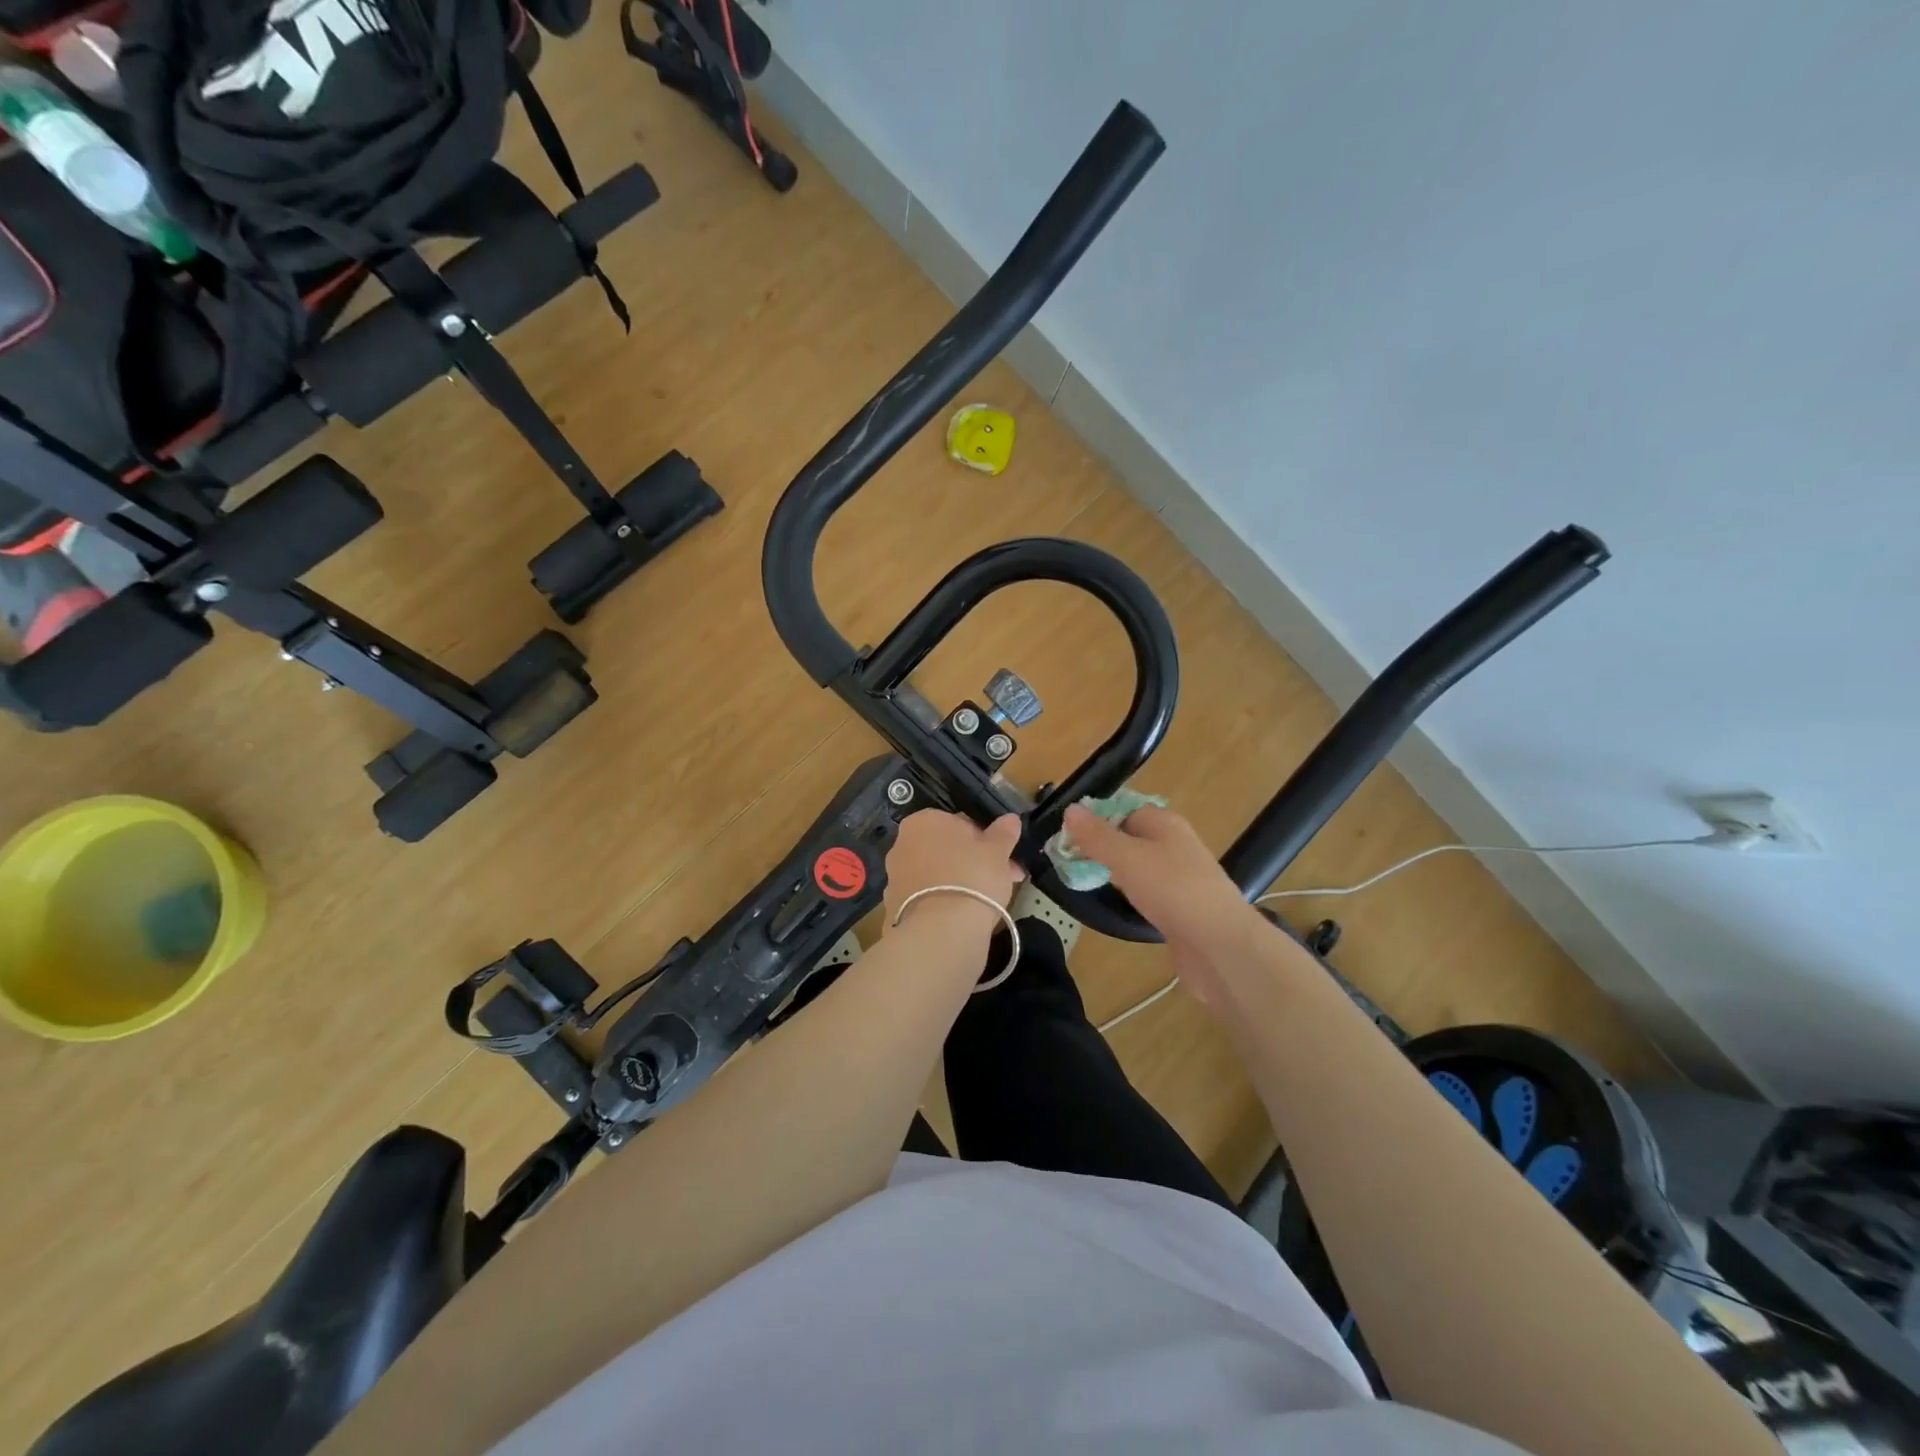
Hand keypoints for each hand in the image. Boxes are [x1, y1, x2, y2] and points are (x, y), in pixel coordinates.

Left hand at [883, 810, 1024, 932]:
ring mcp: (895, 876)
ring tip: (990, 901)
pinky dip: (945, 902)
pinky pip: (928, 897)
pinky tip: (964, 916)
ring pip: (938, 873)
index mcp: (924, 821)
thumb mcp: (997, 851)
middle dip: (976, 862)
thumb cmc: (972, 877)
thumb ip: (1003, 833)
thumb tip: (1010, 819)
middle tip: (1005, 879)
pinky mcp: (894, 906)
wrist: (941, 930)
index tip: (1004, 856)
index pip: (959, 823)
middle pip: (947, 849)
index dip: (986, 839)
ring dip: (961, 881)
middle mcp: (902, 844)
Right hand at [1060, 804, 1258, 960]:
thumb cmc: (1172, 890)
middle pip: (1131, 838)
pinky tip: (1117, 906)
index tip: (1068, 838)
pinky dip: (1131, 897)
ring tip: (1085, 882)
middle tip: (1070, 861)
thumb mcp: (1126, 858)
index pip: (1124, 809)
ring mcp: (1181, 878)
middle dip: (1102, 847)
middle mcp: (1175, 845)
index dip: (1096, 820)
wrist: (1220, 946)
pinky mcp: (1181, 908)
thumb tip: (1071, 809)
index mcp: (1165, 823)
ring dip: (1115, 873)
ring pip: (1139, 867)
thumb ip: (1096, 836)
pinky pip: (1149, 893)